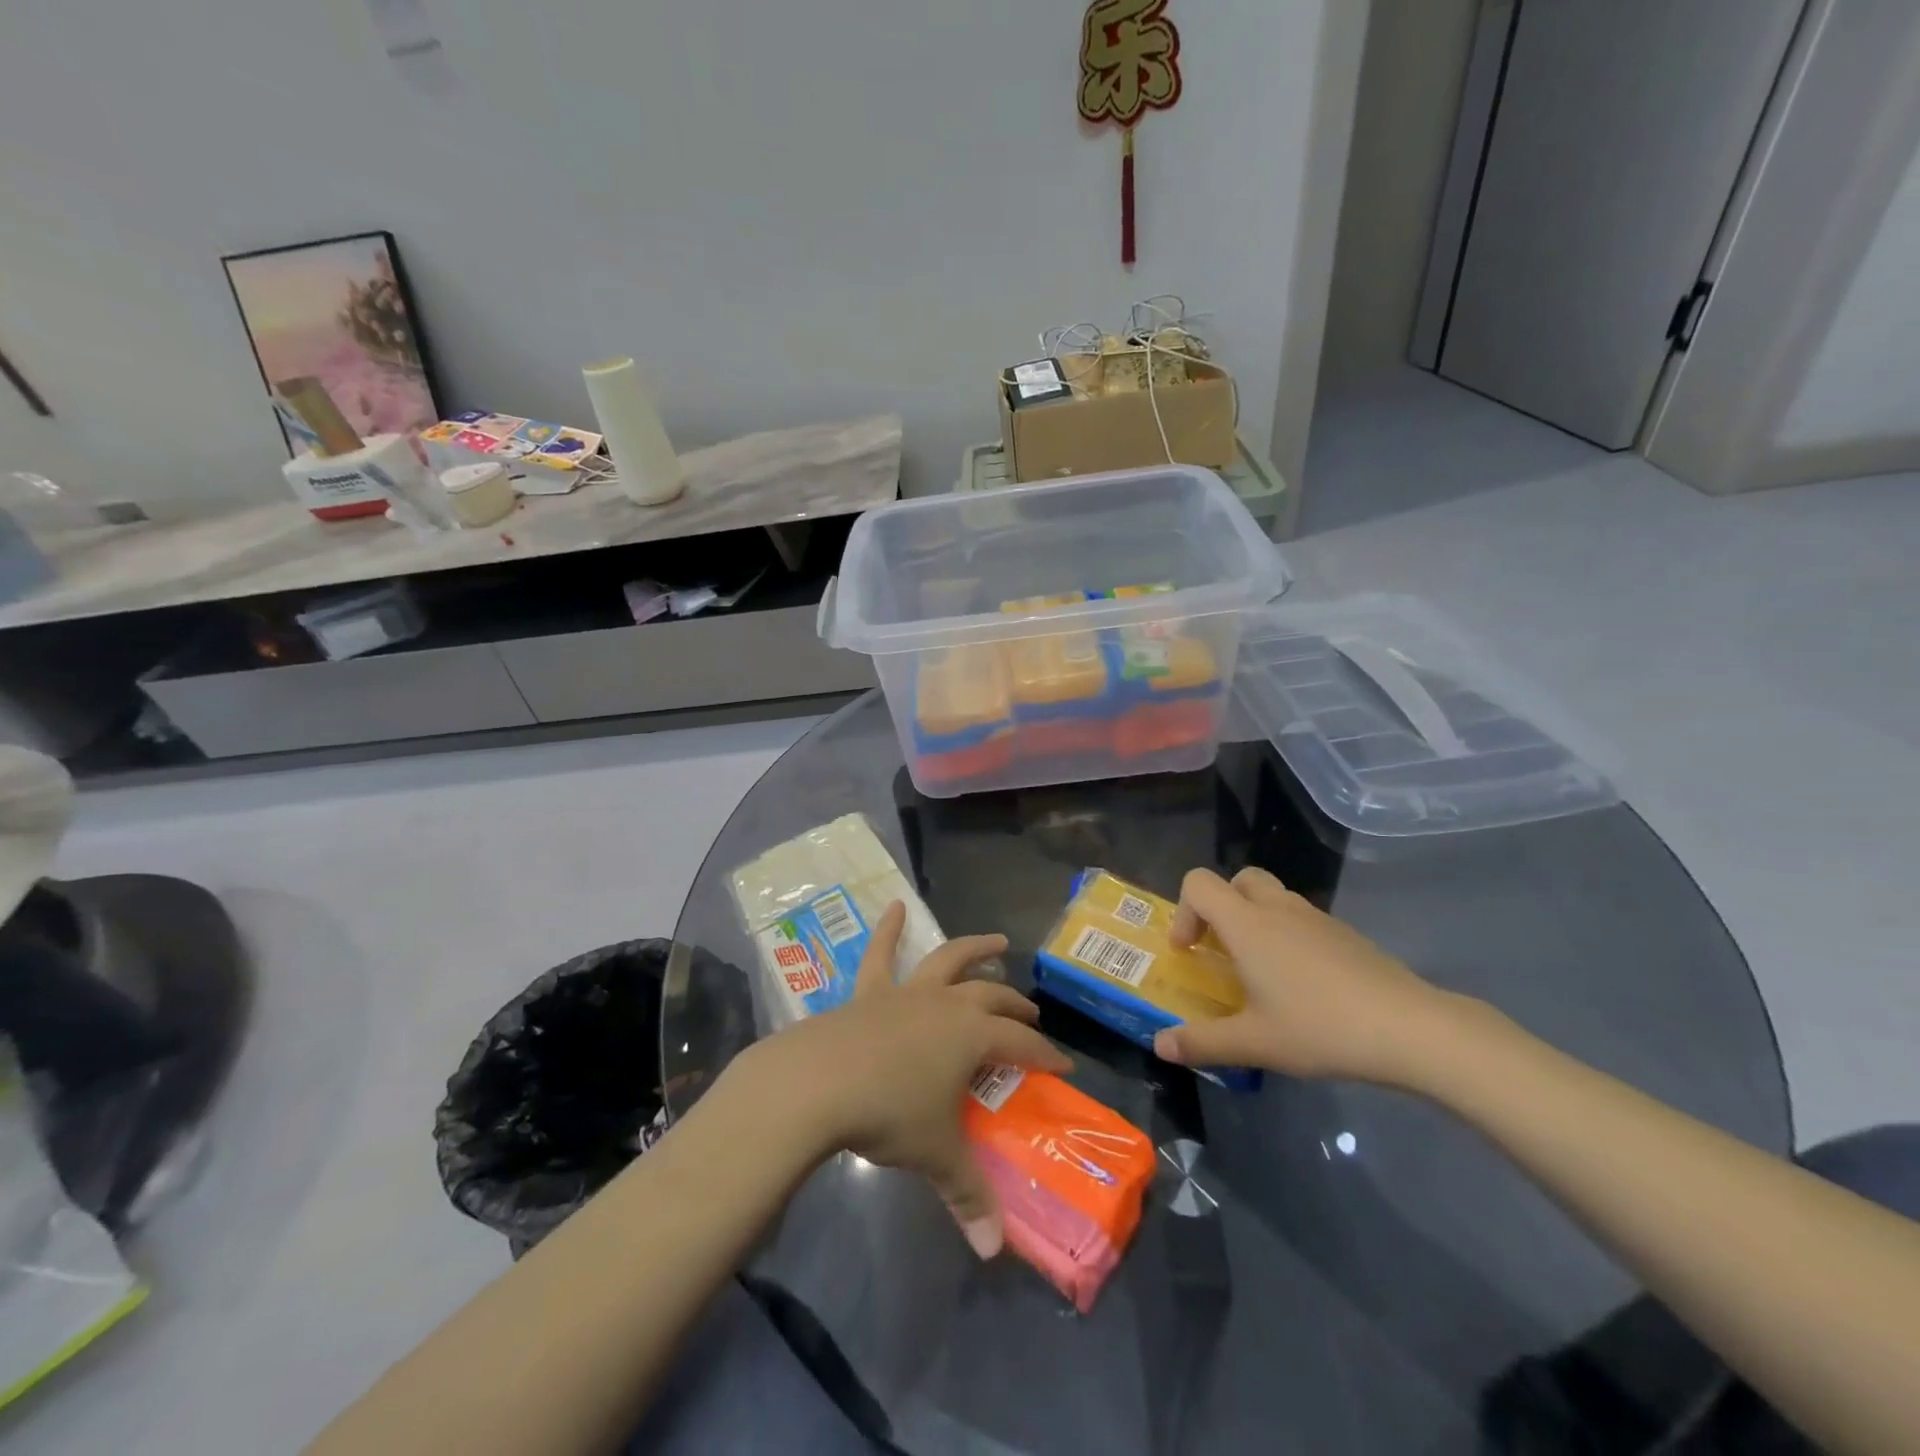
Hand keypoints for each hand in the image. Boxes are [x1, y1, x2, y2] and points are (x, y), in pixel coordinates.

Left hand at [738, 902, 1070, 1257]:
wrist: (817, 1081)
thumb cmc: (887, 1113)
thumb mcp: (934, 1154)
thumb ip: (966, 1195)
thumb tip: (992, 1250)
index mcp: (970, 1036)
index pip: (1020, 1043)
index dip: (1045, 1053)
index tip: (1063, 1063)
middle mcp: (945, 1004)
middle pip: (991, 996)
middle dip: (1015, 1005)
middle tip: (1030, 1013)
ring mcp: (906, 992)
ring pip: (948, 960)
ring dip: (974, 948)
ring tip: (997, 941)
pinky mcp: (868, 992)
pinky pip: (879, 953)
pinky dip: (888, 928)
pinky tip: (895, 905)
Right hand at [1152, 867, 1460, 1085]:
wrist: (1412, 1029)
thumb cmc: (1321, 1028)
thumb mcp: (1254, 1043)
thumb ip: (1202, 1042)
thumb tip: (1160, 1045)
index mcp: (1248, 924)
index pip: (1199, 883)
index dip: (1183, 910)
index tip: (1189, 951)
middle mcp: (1278, 908)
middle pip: (1238, 879)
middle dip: (1220, 906)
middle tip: (1222, 950)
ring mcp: (1317, 918)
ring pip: (1273, 897)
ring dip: (1255, 921)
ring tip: (1261, 974)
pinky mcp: (1346, 934)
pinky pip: (1302, 919)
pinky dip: (1288, 936)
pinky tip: (1303, 986)